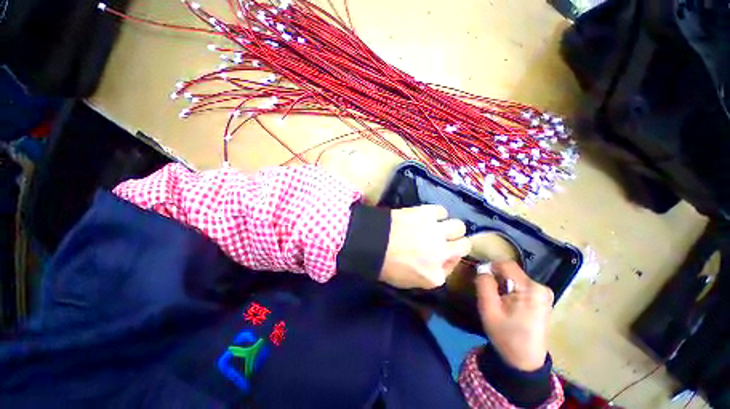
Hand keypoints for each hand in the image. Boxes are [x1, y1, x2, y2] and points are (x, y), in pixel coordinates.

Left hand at [380, 205, 470, 288]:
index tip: (437, 255)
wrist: (370, 242)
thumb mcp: (407, 281)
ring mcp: (436, 232)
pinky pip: (442, 211)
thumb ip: (427, 275)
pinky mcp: (427, 214)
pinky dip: (437, 213)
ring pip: (459, 226)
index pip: (452, 267)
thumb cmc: (384, 265)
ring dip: (450, 228)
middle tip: (444, 240)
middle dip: (457, 243)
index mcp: (435, 276)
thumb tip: (437, 263)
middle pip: (464, 245)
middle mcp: (442, 253)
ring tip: (438, 227)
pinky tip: (429, 216)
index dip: (446, 260)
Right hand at [475, 261, 553, 371]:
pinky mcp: (542, 298)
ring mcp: (544, 293)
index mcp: (530, 288)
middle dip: (497, 278)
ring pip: (514, 278)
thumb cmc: (506, 335)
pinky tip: (508, 305)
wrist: (524, 361)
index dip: (490, 267)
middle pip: (511, 271)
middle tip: (489, 294)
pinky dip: (510, 290)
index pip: (506, 264)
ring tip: (498, 301)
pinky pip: (520, 285)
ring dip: (503, 285)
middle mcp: (541, 287)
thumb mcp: (488, 309)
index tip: (481, 278)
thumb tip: (482, 268)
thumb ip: (484, 284)